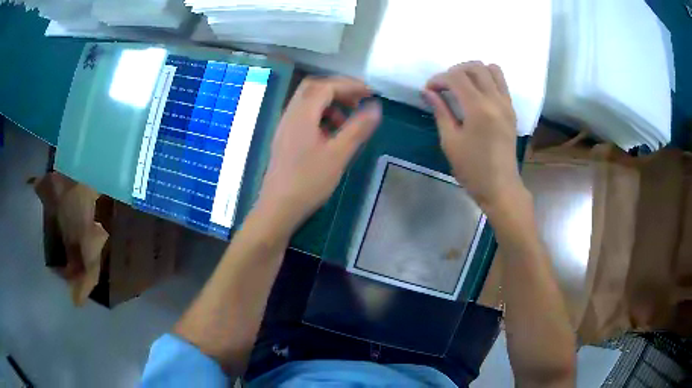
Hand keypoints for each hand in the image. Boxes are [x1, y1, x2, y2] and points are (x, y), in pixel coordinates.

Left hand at [255, 77, 380, 234]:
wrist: (278, 208)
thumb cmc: (309, 182)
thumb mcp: (338, 154)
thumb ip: (358, 128)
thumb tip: (375, 106)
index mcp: (302, 114)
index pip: (325, 86)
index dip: (349, 85)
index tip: (370, 93)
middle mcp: (290, 114)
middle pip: (313, 88)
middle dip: (338, 89)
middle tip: (358, 100)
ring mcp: (285, 126)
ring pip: (308, 102)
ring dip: (330, 103)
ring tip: (348, 119)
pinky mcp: (285, 138)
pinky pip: (304, 116)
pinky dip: (321, 116)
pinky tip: (332, 134)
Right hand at [423, 62, 524, 209]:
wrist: (500, 187)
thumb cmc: (472, 169)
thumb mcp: (450, 141)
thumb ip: (440, 111)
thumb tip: (428, 91)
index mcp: (478, 108)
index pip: (456, 77)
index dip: (439, 79)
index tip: (429, 90)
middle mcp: (495, 100)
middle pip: (475, 67)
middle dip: (455, 71)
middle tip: (444, 86)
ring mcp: (506, 104)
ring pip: (492, 69)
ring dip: (474, 71)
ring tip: (462, 85)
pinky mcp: (511, 110)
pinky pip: (501, 83)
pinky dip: (487, 79)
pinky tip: (476, 94)